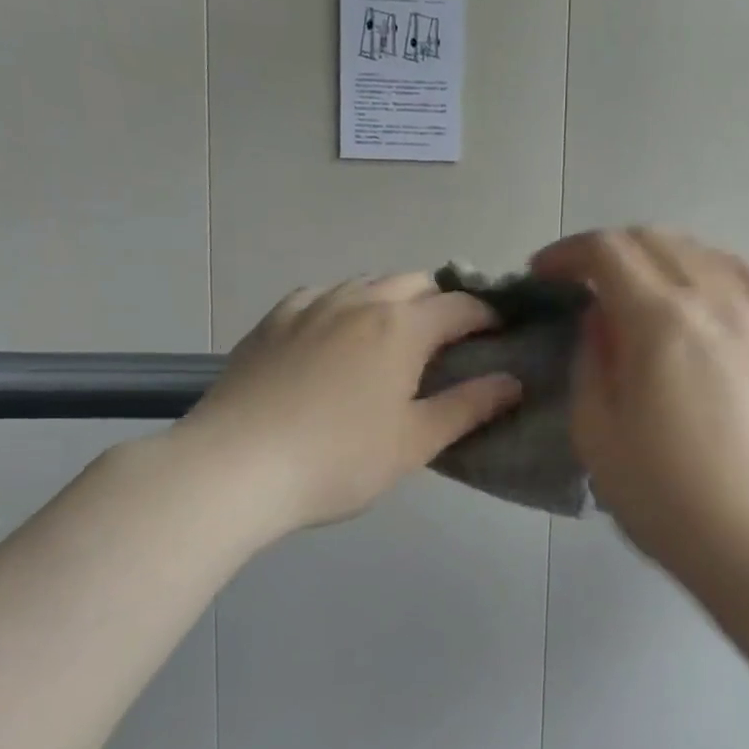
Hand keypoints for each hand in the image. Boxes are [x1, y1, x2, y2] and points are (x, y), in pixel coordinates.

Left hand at [181, 274, 522, 536]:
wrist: (235, 466)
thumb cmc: (337, 460)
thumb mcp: (414, 442)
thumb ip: (468, 407)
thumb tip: (513, 381)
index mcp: (400, 327)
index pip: (459, 306)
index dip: (487, 316)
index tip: (499, 333)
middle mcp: (358, 301)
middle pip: (413, 282)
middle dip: (440, 301)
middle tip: (448, 339)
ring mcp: (309, 306)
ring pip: (365, 283)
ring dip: (392, 299)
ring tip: (394, 335)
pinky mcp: (272, 321)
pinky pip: (320, 295)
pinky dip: (343, 304)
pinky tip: (336, 331)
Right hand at [531, 228, 748, 589]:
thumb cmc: (665, 498)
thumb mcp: (596, 432)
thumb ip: (591, 359)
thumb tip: (600, 317)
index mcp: (660, 322)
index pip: (607, 252)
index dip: (566, 254)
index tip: (542, 274)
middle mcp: (715, 301)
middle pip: (654, 241)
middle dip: (606, 251)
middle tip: (579, 282)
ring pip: (702, 251)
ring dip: (656, 256)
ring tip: (635, 287)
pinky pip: (746, 276)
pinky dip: (708, 268)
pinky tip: (699, 291)